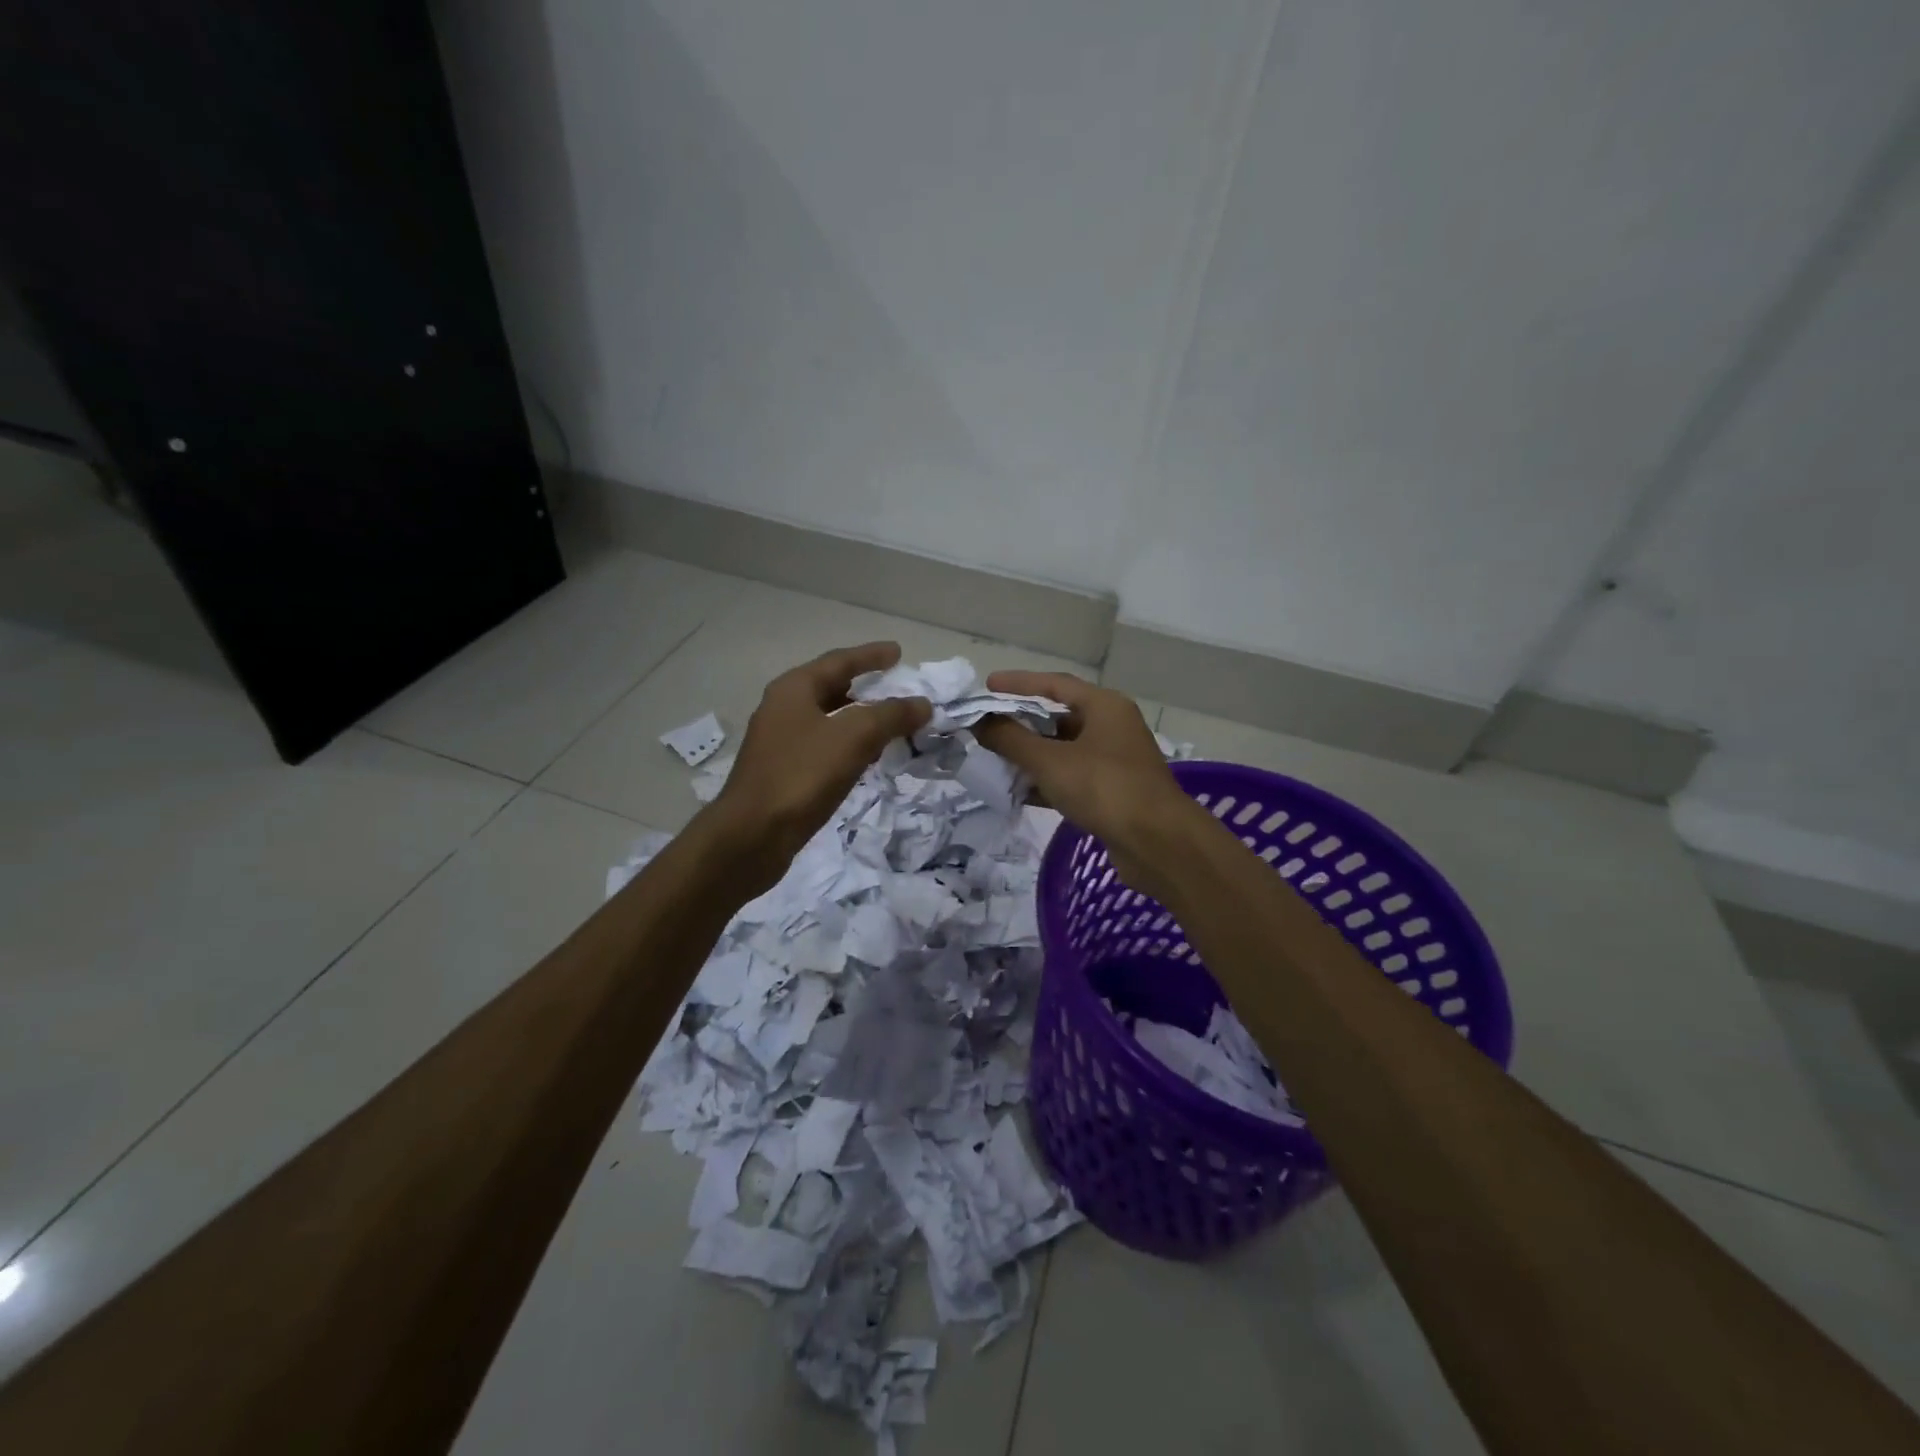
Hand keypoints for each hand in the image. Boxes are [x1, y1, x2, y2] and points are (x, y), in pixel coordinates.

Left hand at [704, 642, 930, 891]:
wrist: (752, 836)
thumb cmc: (801, 776)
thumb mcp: (854, 738)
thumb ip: (891, 716)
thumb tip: (922, 704)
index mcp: (794, 689)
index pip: (839, 661)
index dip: (871, 655)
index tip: (899, 653)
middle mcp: (783, 708)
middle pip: (832, 687)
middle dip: (866, 686)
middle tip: (898, 687)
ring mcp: (781, 742)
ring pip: (829, 719)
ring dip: (860, 718)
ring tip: (891, 722)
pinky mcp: (784, 772)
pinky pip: (824, 747)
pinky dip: (849, 745)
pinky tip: (867, 758)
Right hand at [972, 671, 1197, 893]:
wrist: (1158, 843)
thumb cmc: (1104, 788)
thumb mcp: (1050, 761)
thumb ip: (1011, 739)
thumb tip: (981, 722)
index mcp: (1104, 706)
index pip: (1055, 684)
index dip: (1019, 683)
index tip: (988, 685)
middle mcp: (1112, 727)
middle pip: (1059, 717)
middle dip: (1021, 723)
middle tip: (986, 727)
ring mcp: (1114, 761)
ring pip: (1064, 750)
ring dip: (1031, 755)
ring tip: (994, 760)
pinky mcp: (1113, 792)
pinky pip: (1071, 778)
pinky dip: (1046, 781)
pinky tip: (1018, 792)